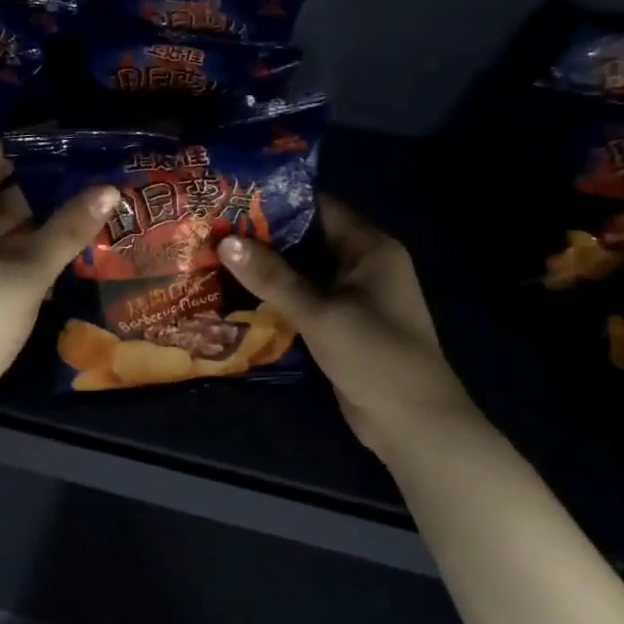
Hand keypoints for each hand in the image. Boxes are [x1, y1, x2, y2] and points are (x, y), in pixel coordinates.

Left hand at [0, 144, 117, 412]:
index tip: (76, 138)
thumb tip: (110, 188)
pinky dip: (35, 249)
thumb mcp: (27, 271)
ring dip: (46, 221)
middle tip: (96, 174)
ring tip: (93, 207)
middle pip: (4, 194)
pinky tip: (70, 249)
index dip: (34, 145)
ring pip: (8, 228)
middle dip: (49, 186)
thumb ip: (68, 230)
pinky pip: (6, 255)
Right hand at [218, 198, 469, 456]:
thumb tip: (225, 240)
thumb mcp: (320, 313)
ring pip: (299, 271)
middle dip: (260, 237)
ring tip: (212, 257)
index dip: (272, 201)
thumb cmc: (374, 355)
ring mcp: (350, 295)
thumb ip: (272, 277)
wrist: (413, 423)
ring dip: (263, 269)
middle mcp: (360, 263)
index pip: (316, 207)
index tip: (227, 199)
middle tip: (210, 230)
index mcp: (368, 247)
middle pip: (304, 238)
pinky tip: (234, 295)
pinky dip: (273, 296)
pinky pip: (301, 298)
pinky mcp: (339, 322)